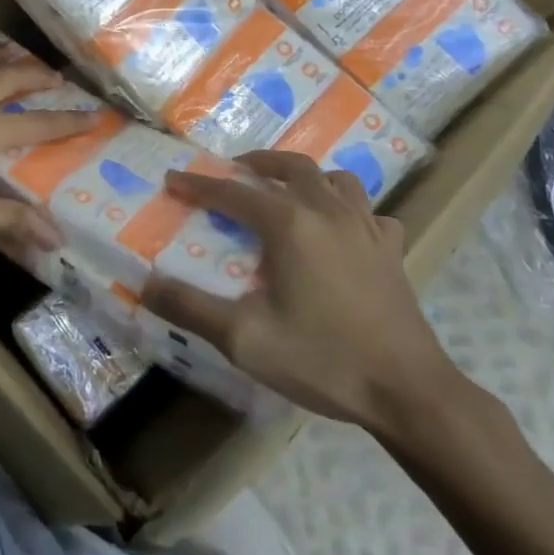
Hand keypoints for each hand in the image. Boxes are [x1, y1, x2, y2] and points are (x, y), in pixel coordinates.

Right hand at [145, 150, 472, 437]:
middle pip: (290, 166)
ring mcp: (366, 226)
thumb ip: (190, 307)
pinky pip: (370, 212)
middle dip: (256, 163)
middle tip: (233, 171)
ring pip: (335, 179)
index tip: (173, 180)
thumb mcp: (245, 339)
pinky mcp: (392, 249)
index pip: (233, 192)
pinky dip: (351, 209)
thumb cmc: (323, 359)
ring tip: (289, 190)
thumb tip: (145, 284)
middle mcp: (327, 211)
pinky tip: (345, 230)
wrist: (408, 391)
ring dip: (306, 176)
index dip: (198, 185)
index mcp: (289, 223)